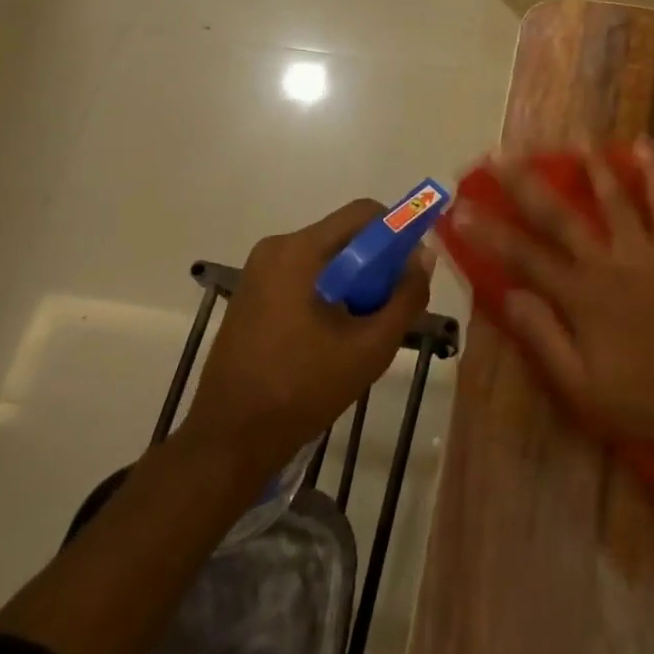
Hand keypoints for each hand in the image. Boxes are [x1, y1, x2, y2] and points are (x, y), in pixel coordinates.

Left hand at [180, 198, 430, 482]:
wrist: (228, 440)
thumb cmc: (302, 390)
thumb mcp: (370, 347)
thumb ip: (405, 297)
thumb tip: (424, 256)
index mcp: (300, 251)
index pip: (363, 213)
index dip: (397, 231)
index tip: (411, 267)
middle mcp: (276, 248)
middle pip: (344, 235)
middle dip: (375, 263)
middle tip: (390, 305)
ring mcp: (259, 271)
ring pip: (325, 257)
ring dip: (352, 281)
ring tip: (361, 327)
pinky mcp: (251, 293)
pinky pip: (303, 274)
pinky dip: (327, 292)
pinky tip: (331, 335)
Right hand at [455, 141, 653, 458]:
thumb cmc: (648, 399)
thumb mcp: (584, 388)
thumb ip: (543, 338)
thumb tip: (507, 295)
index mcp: (582, 297)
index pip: (524, 257)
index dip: (488, 232)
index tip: (460, 209)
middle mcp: (609, 262)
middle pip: (560, 216)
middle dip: (525, 184)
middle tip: (500, 155)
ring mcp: (647, 250)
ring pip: (613, 198)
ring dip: (591, 166)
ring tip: (575, 138)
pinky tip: (645, 145)